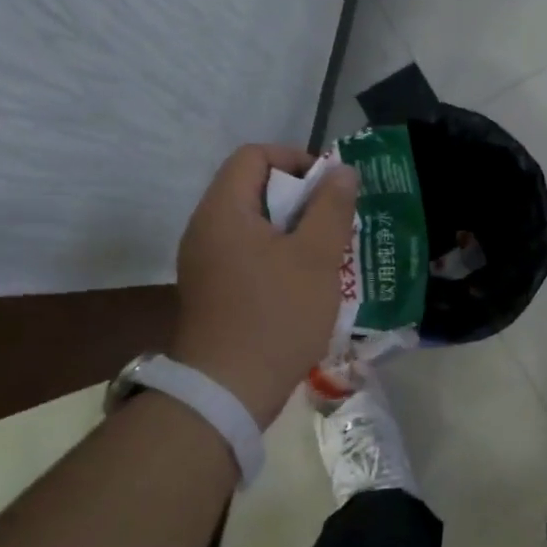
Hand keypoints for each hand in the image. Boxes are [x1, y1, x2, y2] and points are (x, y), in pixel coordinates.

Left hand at [171, 144, 357, 426]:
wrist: (228, 391)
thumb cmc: (276, 315)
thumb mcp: (316, 257)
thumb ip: (331, 207)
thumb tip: (342, 171)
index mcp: (223, 211)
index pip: (254, 156)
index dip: (296, 159)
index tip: (330, 188)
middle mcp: (205, 229)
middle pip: (254, 189)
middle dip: (301, 199)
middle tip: (335, 225)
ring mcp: (204, 263)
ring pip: (255, 225)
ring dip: (294, 231)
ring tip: (327, 256)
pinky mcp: (212, 291)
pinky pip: (247, 255)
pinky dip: (278, 256)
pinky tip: (305, 284)